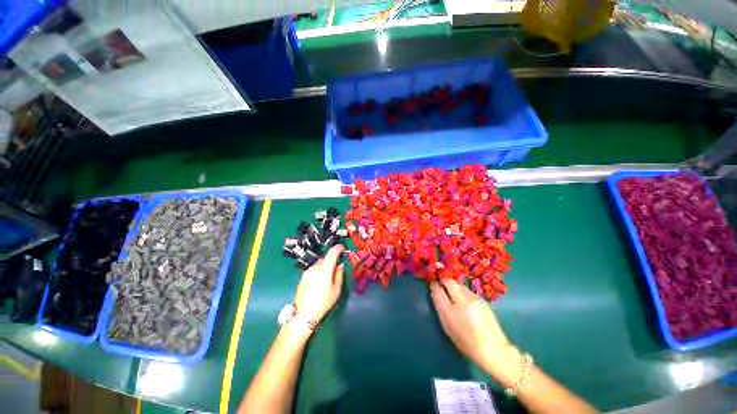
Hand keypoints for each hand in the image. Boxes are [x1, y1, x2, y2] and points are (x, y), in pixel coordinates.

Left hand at [294, 245, 345, 324]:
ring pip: (318, 264)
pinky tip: (319, 283)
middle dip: (331, 260)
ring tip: (327, 278)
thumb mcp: (336, 290)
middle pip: (325, 258)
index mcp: (324, 270)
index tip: (343, 248)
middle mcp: (314, 268)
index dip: (338, 248)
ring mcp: (307, 272)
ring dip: (324, 266)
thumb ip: (339, 275)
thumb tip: (340, 265)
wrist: (303, 315)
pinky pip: (313, 270)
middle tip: (336, 269)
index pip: (331, 253)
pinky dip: (318, 271)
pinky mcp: (302, 277)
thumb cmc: (323, 303)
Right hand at [430, 278, 516, 375]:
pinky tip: (464, 300)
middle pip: (449, 282)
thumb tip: (435, 292)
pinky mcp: (482, 299)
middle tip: (440, 281)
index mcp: (450, 312)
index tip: (432, 282)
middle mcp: (462, 301)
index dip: (433, 284)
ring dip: (453, 286)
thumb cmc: (466, 342)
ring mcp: (474, 299)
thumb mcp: (447, 327)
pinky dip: (462, 292)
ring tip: (452, 292)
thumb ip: (440, 308)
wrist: (493, 349)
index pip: (438, 290)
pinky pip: (467, 290)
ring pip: (459, 285)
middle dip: (443, 279)